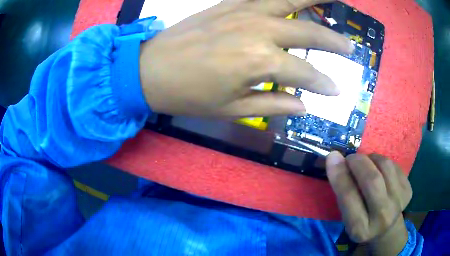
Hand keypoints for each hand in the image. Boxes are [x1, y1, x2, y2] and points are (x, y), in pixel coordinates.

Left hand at [139, 0, 353, 116]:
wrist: (150, 70)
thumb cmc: (188, 95)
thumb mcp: (232, 110)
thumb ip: (273, 104)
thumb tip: (304, 106)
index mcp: (260, 62)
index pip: (305, 74)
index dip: (324, 84)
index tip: (337, 90)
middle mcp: (259, 30)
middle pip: (309, 33)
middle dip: (333, 41)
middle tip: (350, 47)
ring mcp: (244, 11)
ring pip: (290, 0)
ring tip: (335, 0)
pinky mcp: (229, 3)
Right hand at [326, 152, 411, 254]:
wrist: (387, 229)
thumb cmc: (363, 222)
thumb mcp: (348, 216)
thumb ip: (343, 192)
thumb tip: (335, 159)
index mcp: (360, 229)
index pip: (349, 198)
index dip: (340, 175)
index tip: (332, 157)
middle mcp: (382, 217)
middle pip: (372, 180)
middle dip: (359, 162)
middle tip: (352, 158)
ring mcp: (399, 202)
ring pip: (386, 167)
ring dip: (372, 159)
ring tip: (367, 164)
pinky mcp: (408, 190)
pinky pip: (395, 165)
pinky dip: (383, 162)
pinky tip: (380, 170)